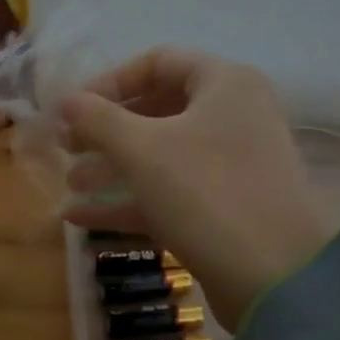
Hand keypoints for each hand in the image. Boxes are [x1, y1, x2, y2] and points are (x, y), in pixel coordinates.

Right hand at [58, 48, 339, 329]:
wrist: (275, 277)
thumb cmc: (206, 192)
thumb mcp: (142, 149)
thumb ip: (98, 119)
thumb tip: (64, 100)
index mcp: (224, 84)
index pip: (158, 62)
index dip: (109, 82)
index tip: (71, 109)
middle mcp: (232, 117)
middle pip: (157, 111)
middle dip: (106, 130)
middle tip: (66, 147)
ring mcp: (230, 166)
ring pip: (160, 156)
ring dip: (111, 167)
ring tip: (69, 183)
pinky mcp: (223, 208)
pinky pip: (169, 193)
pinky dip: (128, 200)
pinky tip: (79, 217)